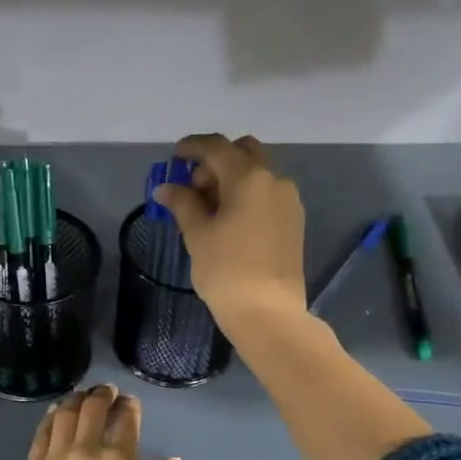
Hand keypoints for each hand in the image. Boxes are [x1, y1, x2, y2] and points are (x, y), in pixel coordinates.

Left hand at [7, 386, 191, 459]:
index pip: (126, 417)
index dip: (130, 405)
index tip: (131, 404)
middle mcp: (85, 450)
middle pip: (93, 407)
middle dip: (103, 394)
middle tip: (108, 392)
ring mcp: (53, 458)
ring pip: (64, 413)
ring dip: (77, 400)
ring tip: (83, 397)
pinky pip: (41, 432)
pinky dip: (51, 416)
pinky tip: (56, 413)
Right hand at [152, 133, 307, 341]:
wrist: (268, 312)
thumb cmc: (226, 270)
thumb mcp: (197, 234)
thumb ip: (183, 203)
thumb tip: (167, 188)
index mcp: (249, 177)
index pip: (217, 147)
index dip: (192, 147)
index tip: (175, 156)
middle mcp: (274, 180)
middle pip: (243, 152)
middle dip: (216, 161)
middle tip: (194, 186)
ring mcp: (288, 201)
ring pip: (257, 173)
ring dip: (232, 178)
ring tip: (208, 208)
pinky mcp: (294, 221)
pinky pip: (267, 194)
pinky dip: (246, 195)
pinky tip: (229, 220)